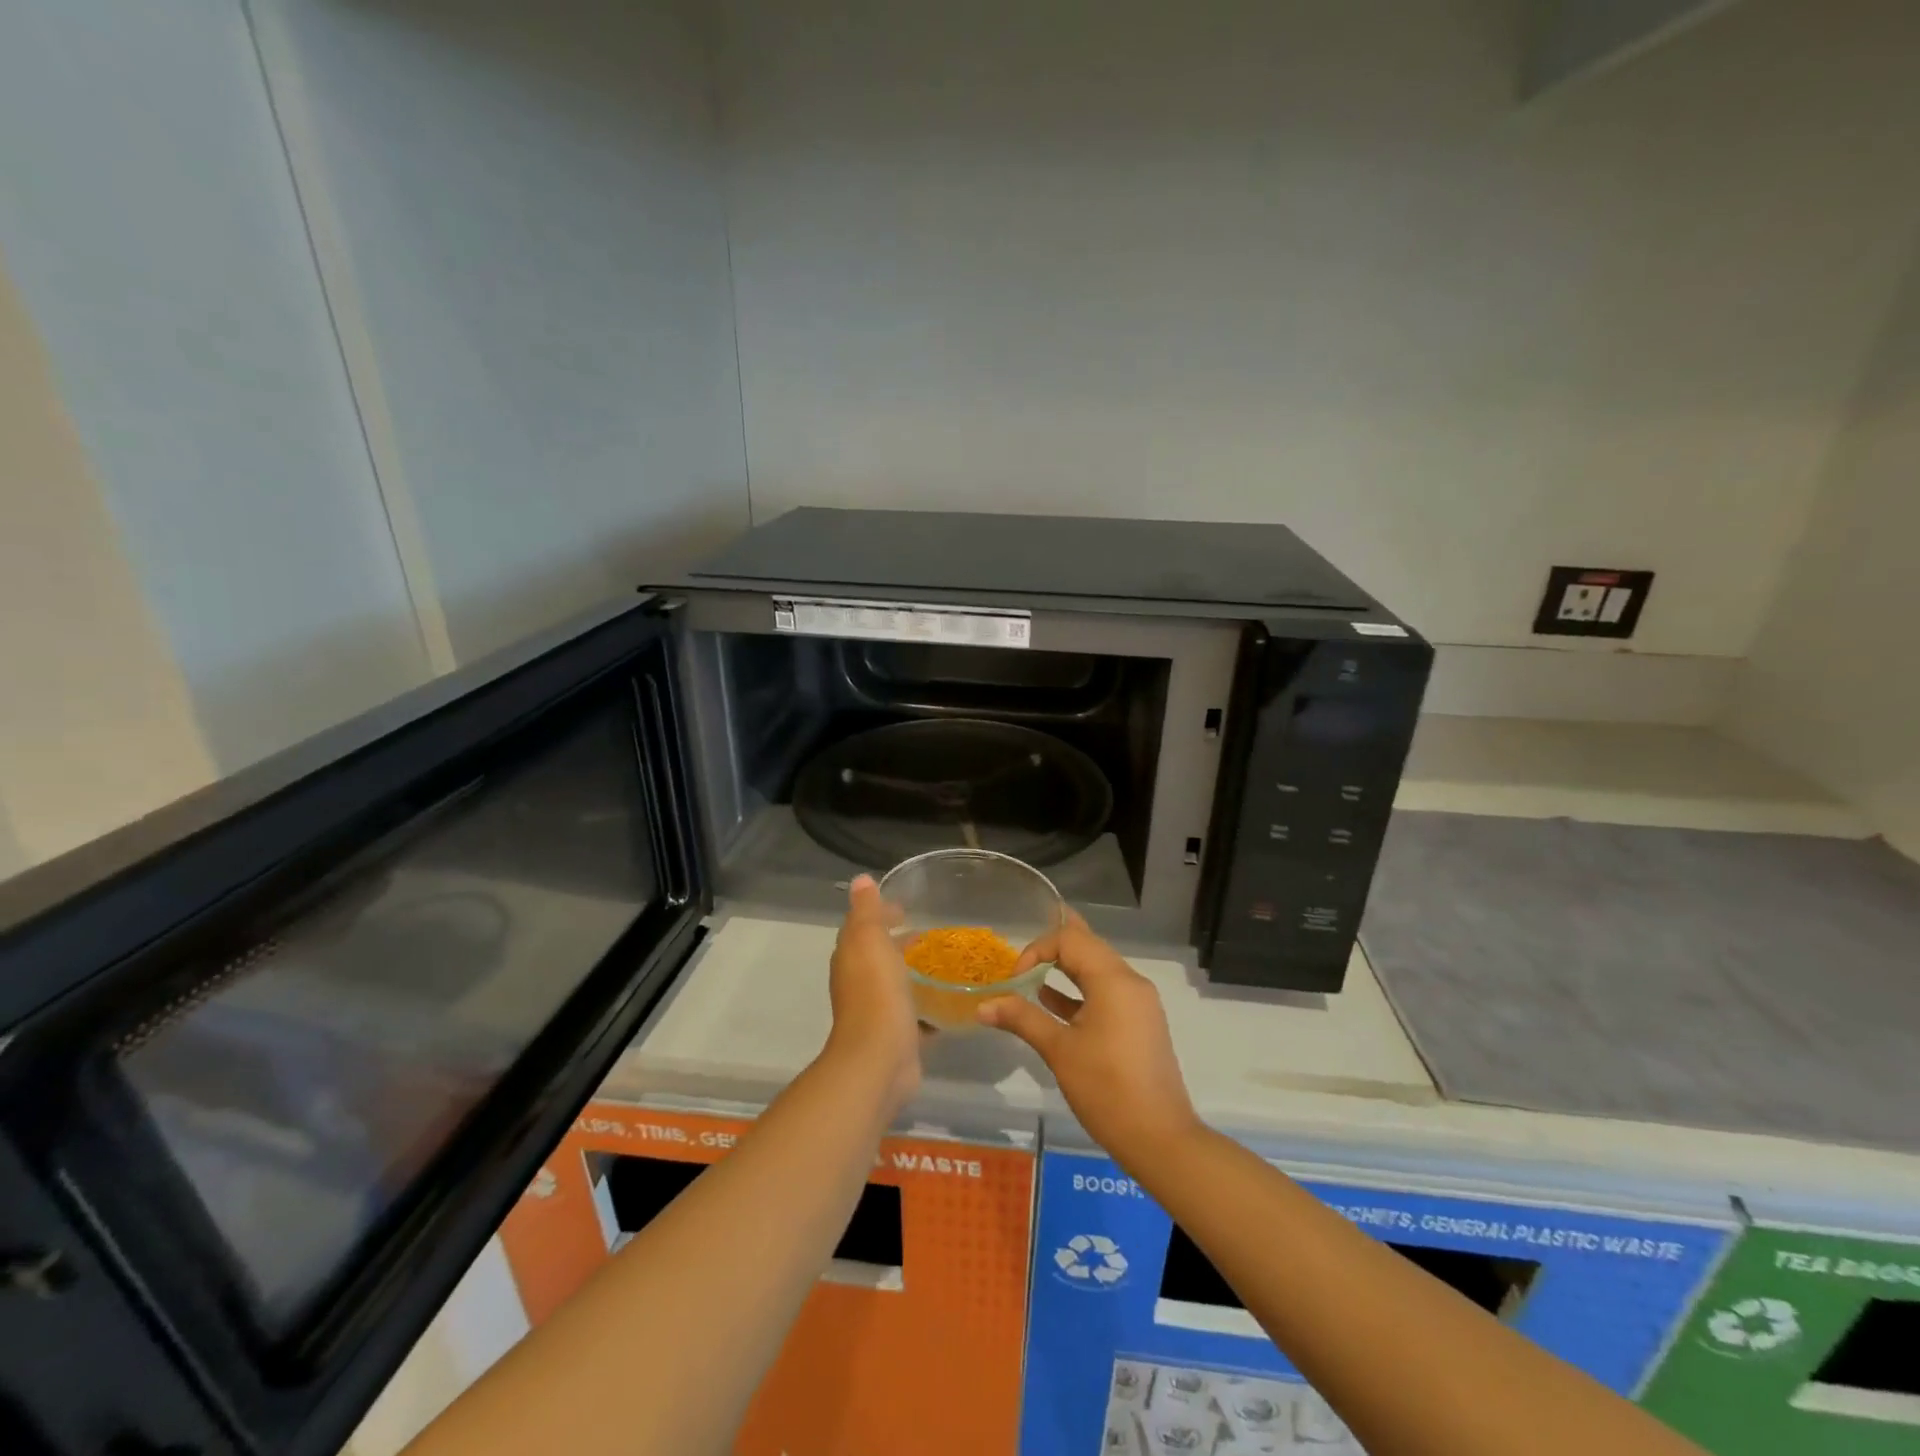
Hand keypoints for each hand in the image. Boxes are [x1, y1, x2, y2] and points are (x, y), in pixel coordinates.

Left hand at [823, 875, 922, 1109]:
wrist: (879, 1058)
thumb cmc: (875, 992)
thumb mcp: (869, 939)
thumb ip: (866, 910)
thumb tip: (860, 880)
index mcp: (851, 958)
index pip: (862, 927)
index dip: (881, 914)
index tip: (906, 908)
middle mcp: (859, 983)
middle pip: (879, 955)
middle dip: (900, 942)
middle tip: (930, 934)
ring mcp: (878, 1011)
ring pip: (896, 984)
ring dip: (913, 973)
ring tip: (944, 962)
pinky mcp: (898, 1036)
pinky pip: (914, 1013)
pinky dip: (927, 1005)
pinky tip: (950, 1001)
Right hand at [978, 912, 1200, 1165]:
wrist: (1160, 1139)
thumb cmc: (1106, 1089)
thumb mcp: (1059, 1051)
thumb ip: (1021, 1019)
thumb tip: (983, 1006)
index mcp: (1114, 980)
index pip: (1071, 938)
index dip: (1037, 950)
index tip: (1016, 980)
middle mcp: (1130, 981)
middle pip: (1087, 946)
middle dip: (1051, 951)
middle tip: (1020, 966)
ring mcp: (1138, 1002)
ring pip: (1097, 969)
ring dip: (1065, 969)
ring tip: (1031, 978)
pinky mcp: (1139, 1022)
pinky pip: (1106, 991)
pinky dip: (1079, 991)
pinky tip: (1051, 1003)